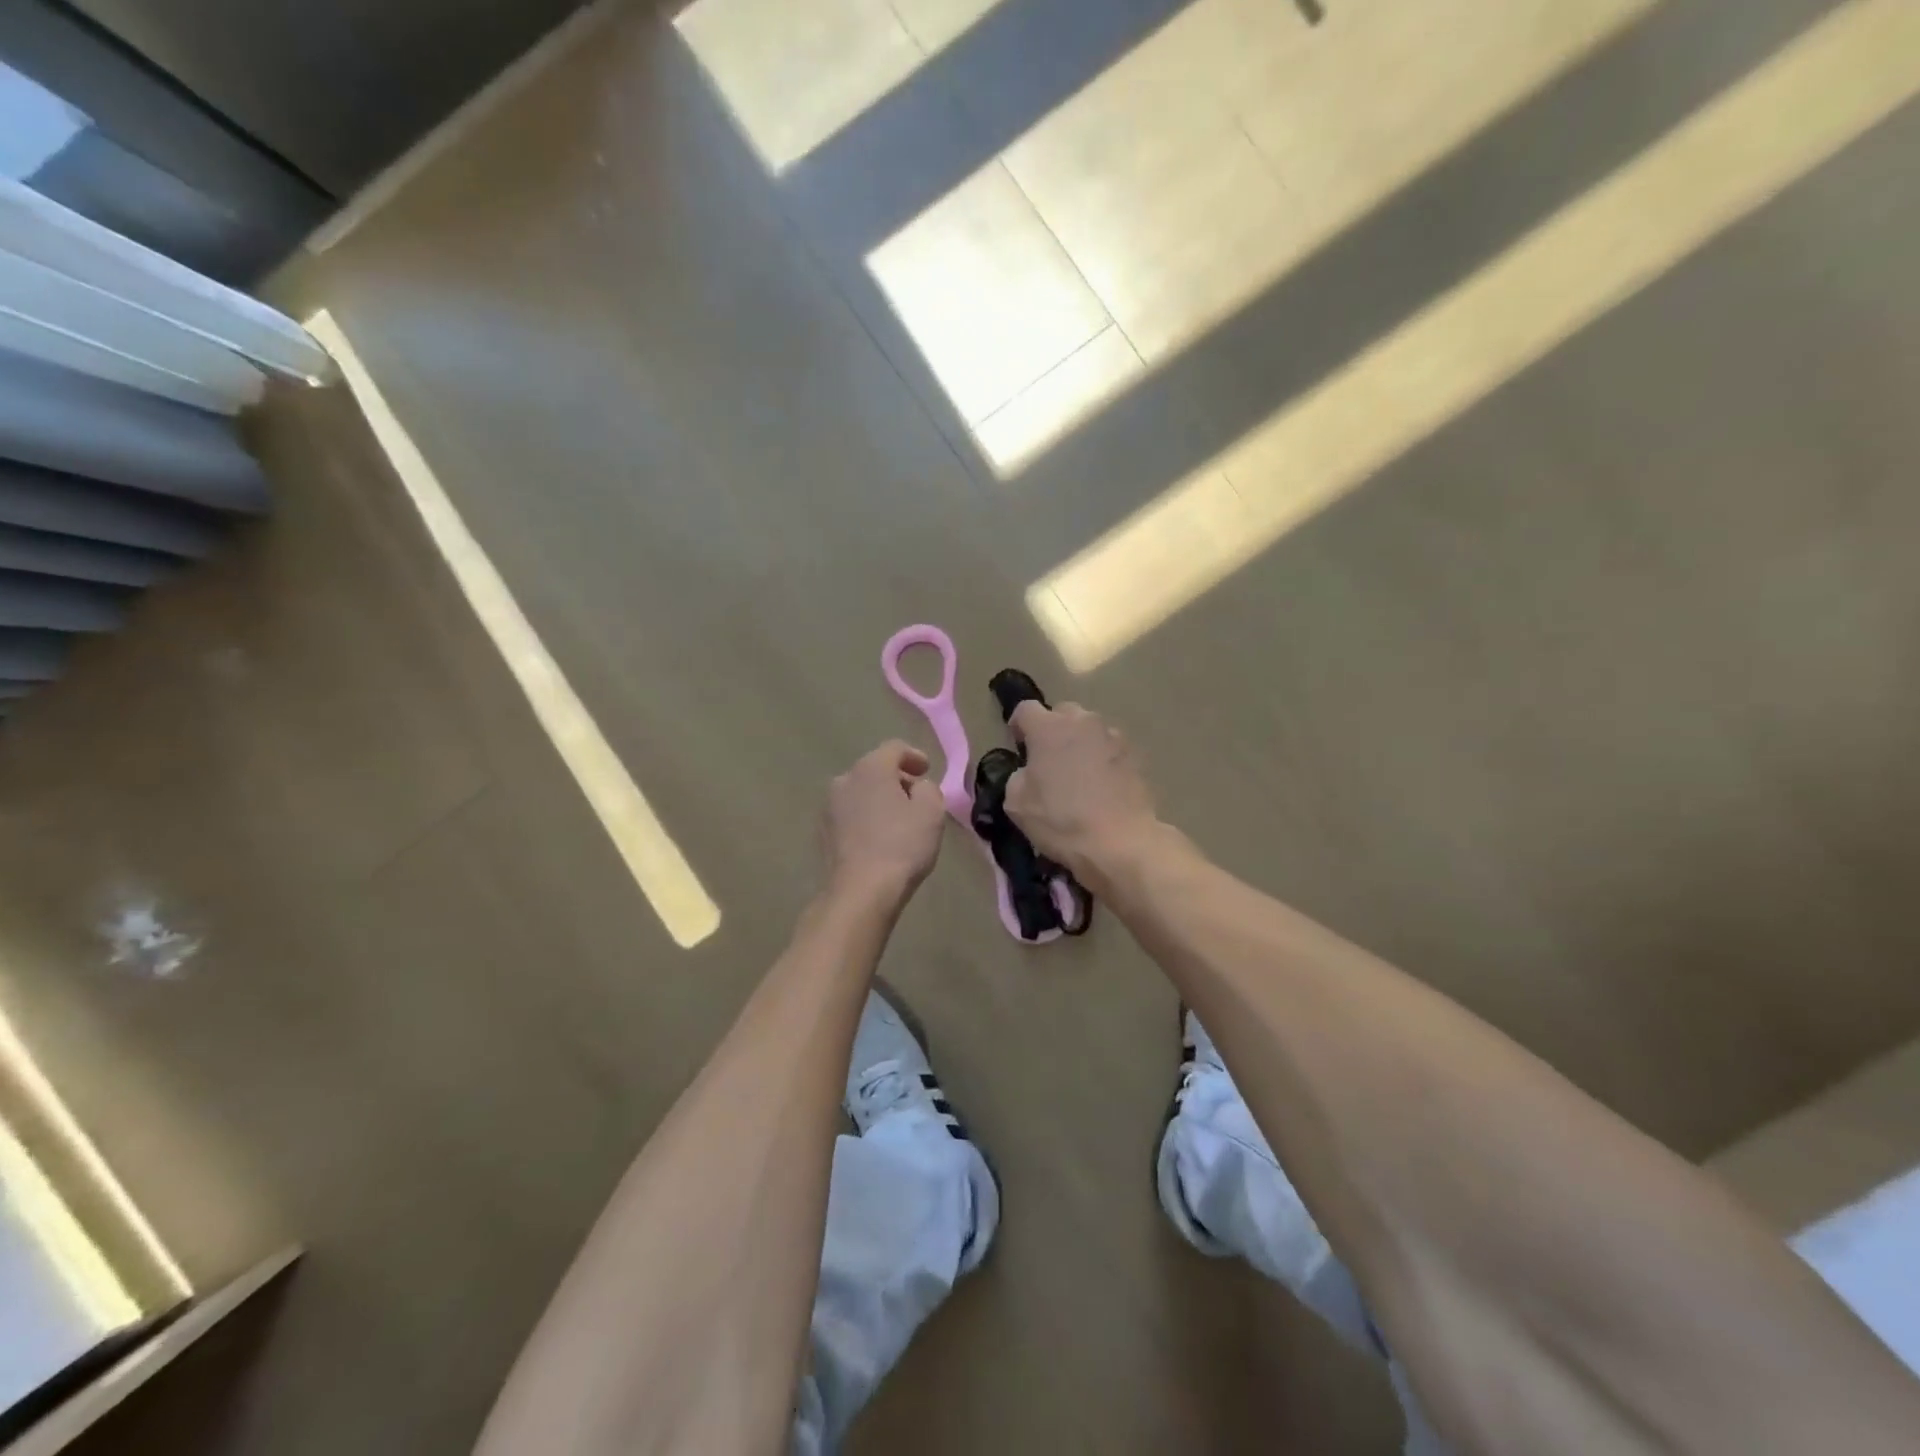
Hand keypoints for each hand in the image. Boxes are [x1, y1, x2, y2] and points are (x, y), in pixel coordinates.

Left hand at [821, 740, 947, 899]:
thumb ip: (929, 789)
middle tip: (916, 797)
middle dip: (896, 779)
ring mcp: (828, 808)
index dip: (914, 756)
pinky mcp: (822, 834)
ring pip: (860, 793)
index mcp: (870, 768)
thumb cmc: (901, 845)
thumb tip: (917, 788)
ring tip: (898, 821)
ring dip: (879, 800)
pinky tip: (879, 839)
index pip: (894, 748)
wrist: (860, 892)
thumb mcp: (931, 812)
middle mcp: (844, 780)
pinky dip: (866, 819)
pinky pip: (850, 816)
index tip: (926, 770)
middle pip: (874, 770)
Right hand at [1005, 702, 1159, 879]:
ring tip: (1077, 774)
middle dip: (1053, 730)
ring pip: (1089, 730)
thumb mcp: (1016, 803)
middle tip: (1048, 760)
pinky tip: (1100, 787)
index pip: (1026, 709)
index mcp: (1049, 728)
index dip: (1018, 726)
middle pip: (1062, 714)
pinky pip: (1110, 750)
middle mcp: (1083, 722)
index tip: (1019, 746)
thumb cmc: (1061, 821)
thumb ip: (1018, 776)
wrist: (1121, 843)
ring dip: (1080, 744)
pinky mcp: (1135, 756)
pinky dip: (1101, 761)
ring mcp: (1113, 737)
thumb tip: (1029, 772)